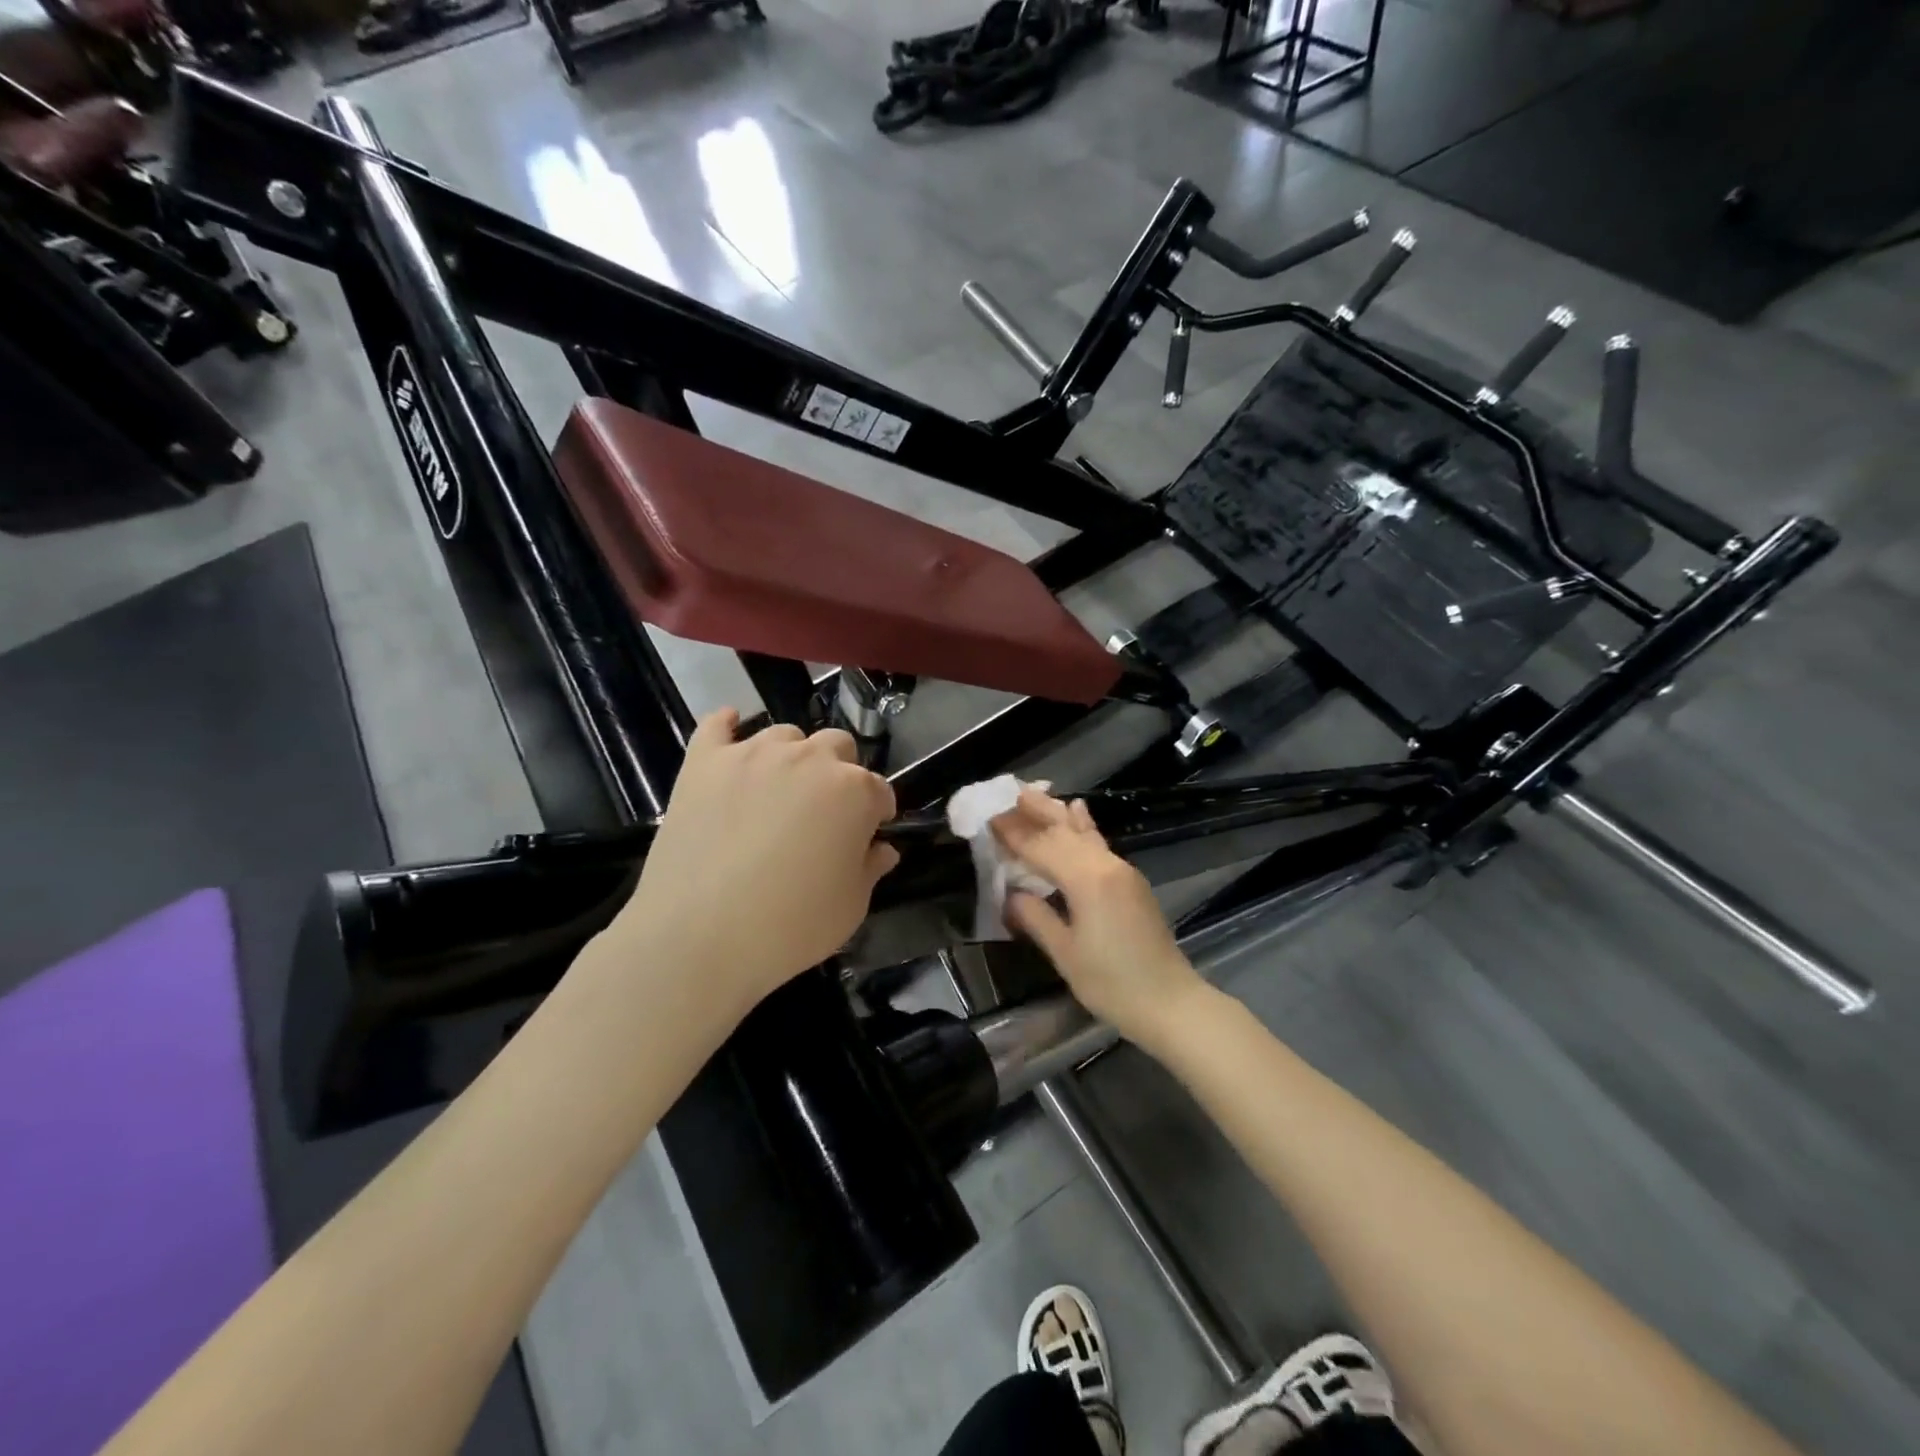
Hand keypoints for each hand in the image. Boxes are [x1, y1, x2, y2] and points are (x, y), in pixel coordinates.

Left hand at [612, 708, 898, 1018]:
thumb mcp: (851, 907)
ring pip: (784, 734)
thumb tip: (881, 848)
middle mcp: (808, 759)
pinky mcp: (704, 761)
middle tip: (823, 813)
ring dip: (791, 756)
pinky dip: (726, 727)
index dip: (877, 814)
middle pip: (837, 746)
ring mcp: (752, 754)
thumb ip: (871, 868)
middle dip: (839, 773)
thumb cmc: (790, 927)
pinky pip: (716, 725)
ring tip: (777, 790)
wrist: (699, 937)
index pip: (879, 790)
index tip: (868, 836)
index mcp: (854, 791)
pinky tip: (729, 734)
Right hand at [992, 787, 1207, 1050]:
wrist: (1171, 1002)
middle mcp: (1105, 865)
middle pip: (1063, 831)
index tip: (989, 818)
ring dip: (1057, 813)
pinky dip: (1083, 826)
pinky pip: (1098, 843)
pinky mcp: (1130, 882)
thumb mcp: (1065, 954)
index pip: (1041, 847)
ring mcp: (1122, 871)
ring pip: (1083, 833)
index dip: (1014, 833)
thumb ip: (1036, 917)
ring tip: (1034, 793)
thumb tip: (1011, 894)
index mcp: (1086, 880)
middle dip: (1035, 812)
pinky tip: (1078, 810)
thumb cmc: (1112, 984)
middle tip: (1007, 793)